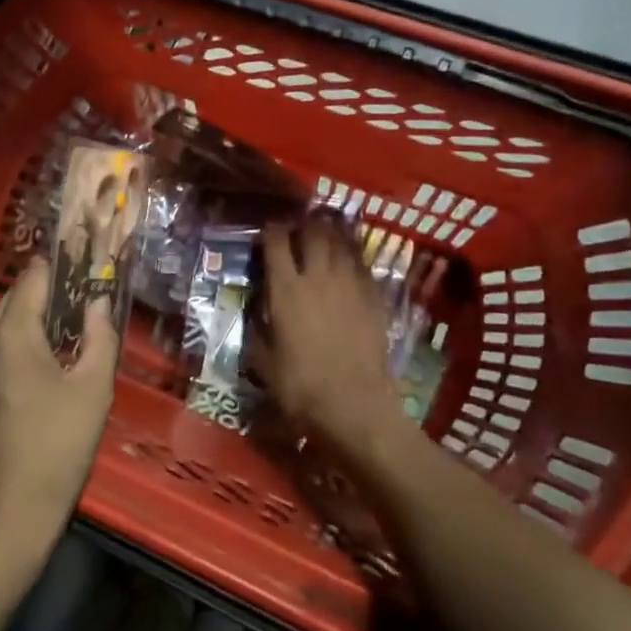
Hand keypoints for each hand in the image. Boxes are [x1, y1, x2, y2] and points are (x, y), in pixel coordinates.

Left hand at [0, 258, 120, 574]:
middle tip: (67, 313)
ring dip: (16, 334)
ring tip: (45, 353)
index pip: (32, 280)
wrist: (5, 518)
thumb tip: (100, 301)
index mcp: (11, 335)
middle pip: (8, 306)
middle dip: (37, 303)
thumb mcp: (94, 390)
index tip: (74, 265)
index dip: (55, 268)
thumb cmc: (59, 448)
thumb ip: (99, 336)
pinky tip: (15, 391)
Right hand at [256, 216, 404, 454]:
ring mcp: (350, 285)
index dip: (271, 230)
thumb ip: (257, 331)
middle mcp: (318, 277)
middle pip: (314, 232)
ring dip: (331, 233)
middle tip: (299, 227)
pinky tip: (349, 262)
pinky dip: (353, 256)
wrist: (355, 406)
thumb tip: (256, 313)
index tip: (268, 230)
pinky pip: (362, 265)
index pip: (276, 242)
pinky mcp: (375, 298)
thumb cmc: (301, 388)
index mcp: (286, 290)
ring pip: (342, 242)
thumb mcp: (263, 362)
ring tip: (325, 233)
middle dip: (304, 223)